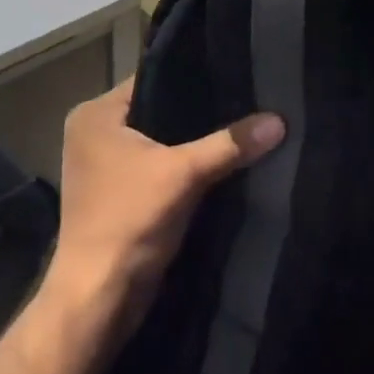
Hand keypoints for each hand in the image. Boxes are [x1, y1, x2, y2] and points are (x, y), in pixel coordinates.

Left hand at [44, 80, 286, 333]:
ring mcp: (103, 166)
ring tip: (240, 123)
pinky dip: (183, 165)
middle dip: (198, 111)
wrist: (97, 302)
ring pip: (160, 139)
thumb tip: (279, 120)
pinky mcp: (117, 194)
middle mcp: (94, 133)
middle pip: (158, 109)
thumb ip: (230, 144)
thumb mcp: (183, 175)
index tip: (234, 71)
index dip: (193, 75)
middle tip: (245, 97)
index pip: (153, 77)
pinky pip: (158, 164)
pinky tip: (221, 159)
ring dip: (192, 141)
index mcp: (95, 114)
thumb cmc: (128, 222)